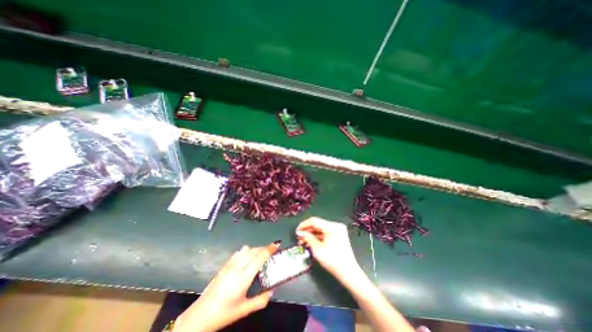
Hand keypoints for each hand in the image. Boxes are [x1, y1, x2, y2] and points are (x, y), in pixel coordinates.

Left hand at [173, 241, 280, 331]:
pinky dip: (246, 251)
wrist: (200, 315)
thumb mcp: (244, 310)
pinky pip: (238, 252)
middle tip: (271, 251)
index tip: (277, 245)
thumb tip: (272, 291)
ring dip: (255, 249)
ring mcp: (230, 265)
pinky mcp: (224, 265)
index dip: (269, 249)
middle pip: (254, 250)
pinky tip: (247, 259)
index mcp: (243, 278)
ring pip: (246, 249)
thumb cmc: (224, 313)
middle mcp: (237, 267)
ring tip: (259, 256)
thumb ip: (261, 301)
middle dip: (264, 248)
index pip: (259, 257)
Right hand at [296, 217, 360, 282]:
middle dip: (307, 231)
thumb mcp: (317, 249)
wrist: (348, 273)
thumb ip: (308, 238)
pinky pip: (325, 233)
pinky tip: (311, 243)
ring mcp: (338, 230)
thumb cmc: (332, 261)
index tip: (296, 231)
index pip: (314, 221)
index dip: (304, 225)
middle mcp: (335, 225)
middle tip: (299, 238)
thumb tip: (300, 232)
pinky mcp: (338, 236)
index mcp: (332, 226)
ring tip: (303, 242)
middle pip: (318, 224)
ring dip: (312, 235)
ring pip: (321, 229)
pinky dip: (318, 237)